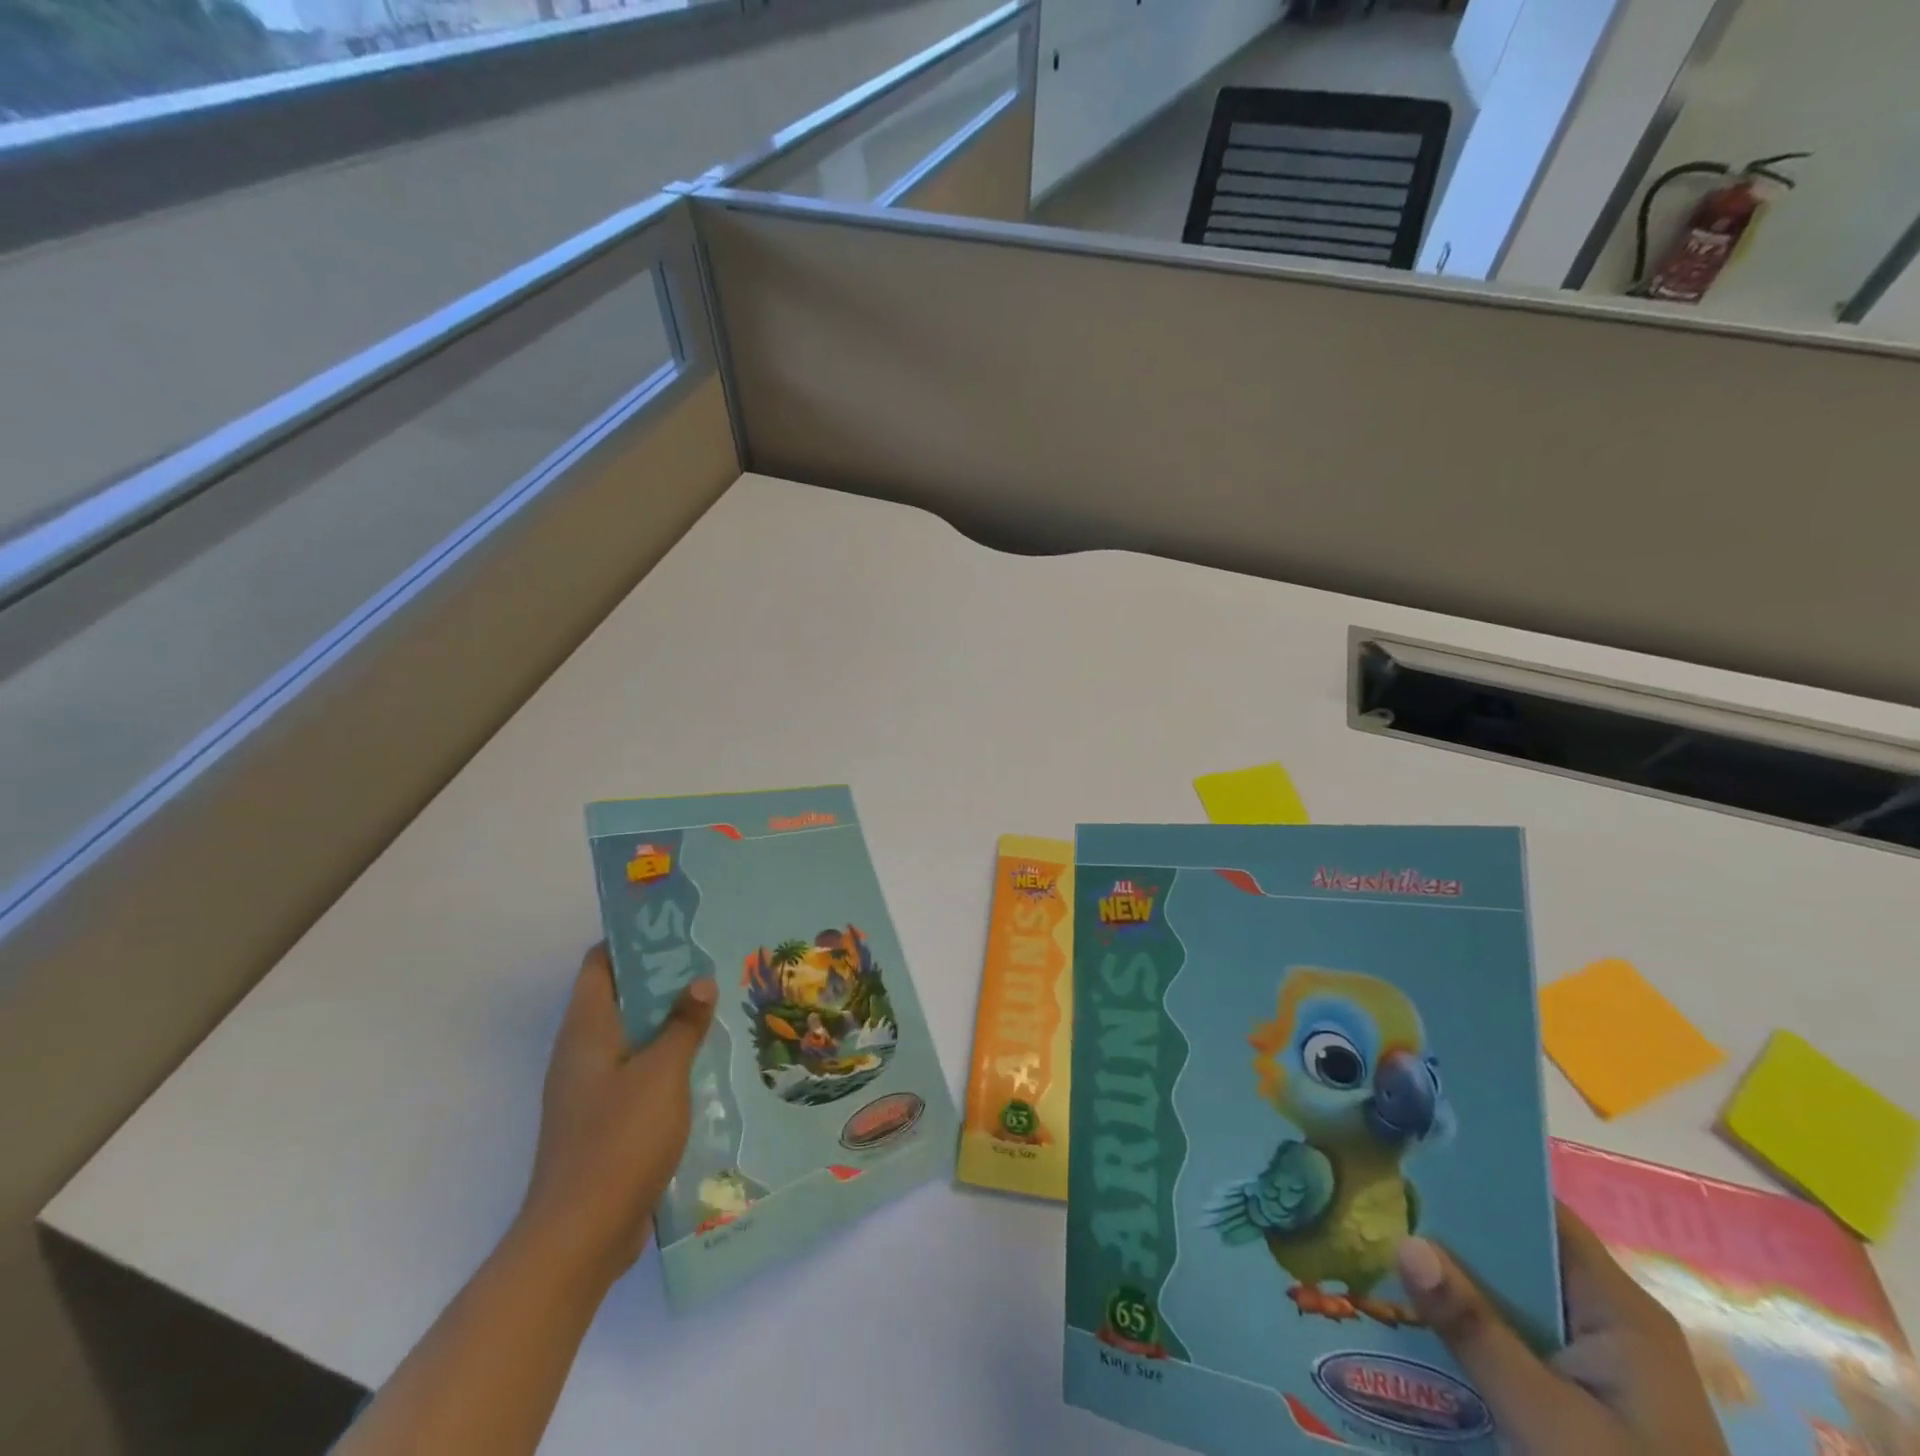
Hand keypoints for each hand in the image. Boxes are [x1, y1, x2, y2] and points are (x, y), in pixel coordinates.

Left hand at [515, 943, 716, 1293]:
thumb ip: (683, 1024)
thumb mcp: (662, 1073)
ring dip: (670, 1022)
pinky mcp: (606, 1122)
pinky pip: (639, 1074)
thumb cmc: (619, 1140)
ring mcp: (592, 1091)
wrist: (580, 1237)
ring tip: (718, 1006)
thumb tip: (699, 983)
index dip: (632, 940)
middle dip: (663, 980)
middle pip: (621, 999)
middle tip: (711, 963)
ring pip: (634, 1038)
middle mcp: (583, 1054)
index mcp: (586, 1031)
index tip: (675, 927)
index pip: (600, 965)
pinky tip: (706, 1062)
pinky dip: (668, 1060)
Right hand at [1396, 1203, 1729, 1455]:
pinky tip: (1413, 1321)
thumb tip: (1402, 1239)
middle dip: (1446, 1235)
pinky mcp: (1582, 1400)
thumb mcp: (1547, 1420)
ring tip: (1373, 1252)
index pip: (1538, 1212)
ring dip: (1451, 1286)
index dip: (1476, 1181)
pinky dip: (1468, 1328)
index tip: (1406, 1159)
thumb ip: (1474, 1330)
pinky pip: (1513, 1340)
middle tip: (1370, 1205)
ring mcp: (1596, 1364)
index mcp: (1618, 1309)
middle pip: (1516, 1254)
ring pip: (1508, 1300)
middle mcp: (1608, 1321)